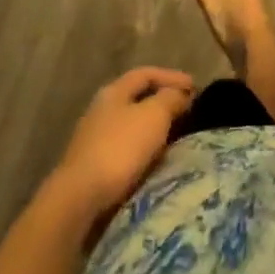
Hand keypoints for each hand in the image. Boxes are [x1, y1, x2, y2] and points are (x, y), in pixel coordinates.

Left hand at [51, 67, 195, 221]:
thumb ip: (170, 99)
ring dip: (153, 128)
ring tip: (176, 137)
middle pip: (137, 98)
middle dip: (163, 102)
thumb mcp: (154, 116)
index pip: (146, 73)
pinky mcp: (92, 167)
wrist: (79, 199)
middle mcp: (101, 110)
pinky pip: (125, 149)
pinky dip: (143, 149)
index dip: (172, 76)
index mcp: (114, 91)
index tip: (196, 87)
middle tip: (187, 111)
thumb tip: (180, 94)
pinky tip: (154, 161)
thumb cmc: (120, 148)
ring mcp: (93, 139)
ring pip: (131, 125)